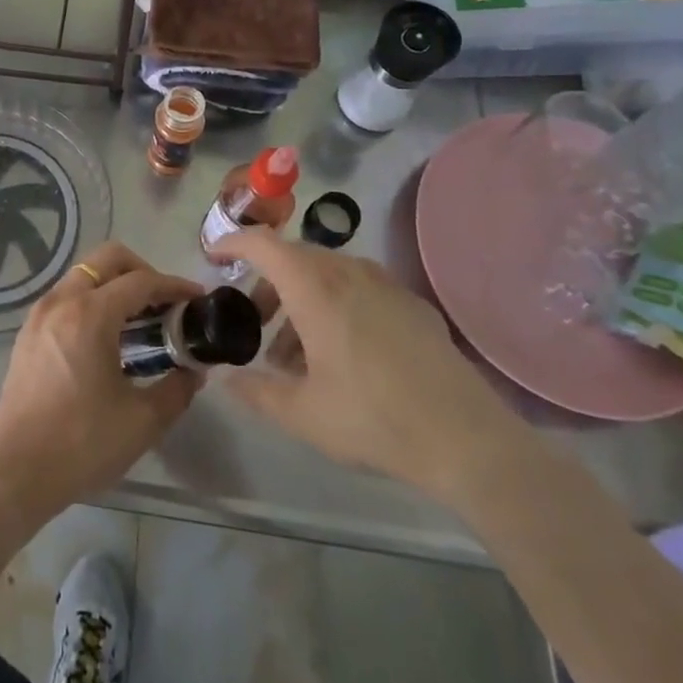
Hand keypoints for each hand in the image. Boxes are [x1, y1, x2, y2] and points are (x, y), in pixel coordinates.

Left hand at [0, 241, 202, 530]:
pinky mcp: (28, 332)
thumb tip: (195, 371)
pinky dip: (92, 299)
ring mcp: (40, 314)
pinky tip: (108, 336)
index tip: (197, 299)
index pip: (141, 282)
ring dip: (115, 284)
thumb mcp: (142, 421)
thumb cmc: (82, 444)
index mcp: (90, 315)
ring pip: (84, 274)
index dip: (174, 286)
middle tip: (165, 303)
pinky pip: (67, 295)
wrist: (16, 472)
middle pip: (108, 259)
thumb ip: (177, 388)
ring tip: (140, 319)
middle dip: (142, 271)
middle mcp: (62, 301)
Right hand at [210, 229, 525, 502]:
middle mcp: (348, 272)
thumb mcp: (302, 414)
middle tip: (253, 321)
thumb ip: (256, 391)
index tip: (214, 258)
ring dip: (301, 298)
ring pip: (328, 273)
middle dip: (266, 283)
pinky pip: (360, 288)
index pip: (263, 243)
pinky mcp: (413, 304)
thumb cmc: (373, 419)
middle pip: (294, 258)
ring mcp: (386, 284)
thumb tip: (226, 378)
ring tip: (295, 351)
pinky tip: (343, 352)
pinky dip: (336, 305)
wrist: (467, 440)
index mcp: (315, 287)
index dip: (233, 243)